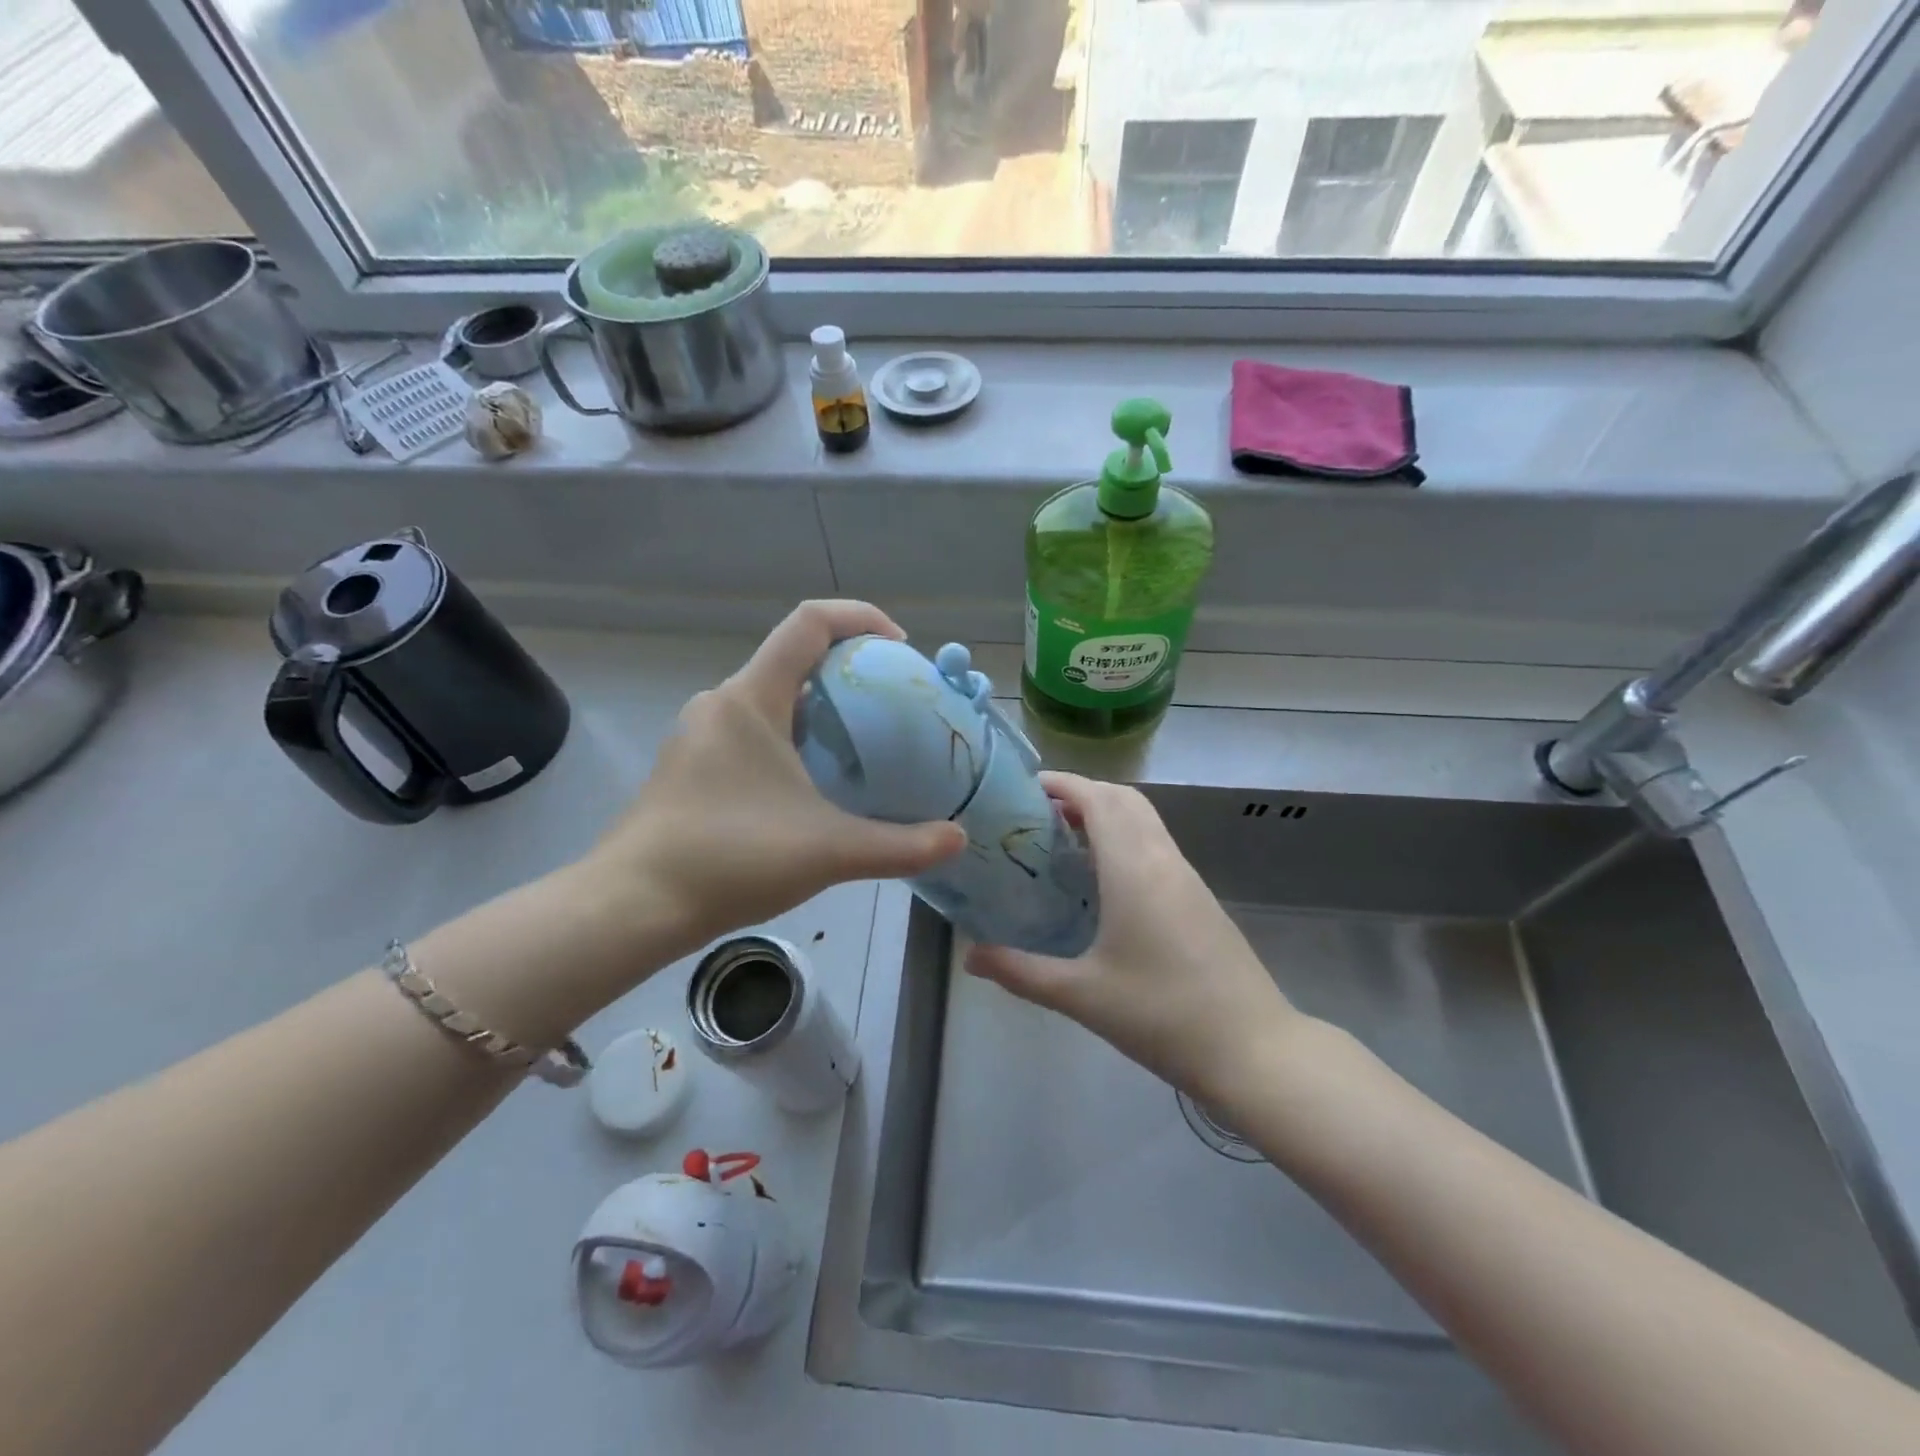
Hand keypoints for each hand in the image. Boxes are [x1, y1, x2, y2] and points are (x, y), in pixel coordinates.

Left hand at [583, 601, 966, 954]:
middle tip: (895, 706)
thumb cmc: (730, 860)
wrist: (632, 907)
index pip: (809, 622)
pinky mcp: (691, 768)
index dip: (861, 618)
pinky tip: (815, 786)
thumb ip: (901, 845)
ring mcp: (700, 736)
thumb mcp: (829, 851)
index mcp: (751, 699)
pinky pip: (754, 731)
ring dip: (822, 710)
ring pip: (774, 700)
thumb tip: (957, 839)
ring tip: (865, 746)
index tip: (901, 648)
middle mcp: (722, 703)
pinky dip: (794, 738)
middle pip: (795, 659)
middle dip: (850, 671)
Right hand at [965, 773, 1301, 1101]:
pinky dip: (1125, 838)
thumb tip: (970, 955)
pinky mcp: (1199, 897)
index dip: (1061, 784)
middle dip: (1080, 793)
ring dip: (1106, 814)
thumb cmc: (1161, 1015)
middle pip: (1123, 799)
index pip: (1097, 799)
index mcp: (1134, 868)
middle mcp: (1162, 859)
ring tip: (1063, 840)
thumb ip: (1020, 971)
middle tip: (1037, 815)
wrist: (1252, 1049)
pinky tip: (1103, 879)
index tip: (1022, 788)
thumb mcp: (1081, 995)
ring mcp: (1187, 877)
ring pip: (1144, 820)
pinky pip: (1156, 845)